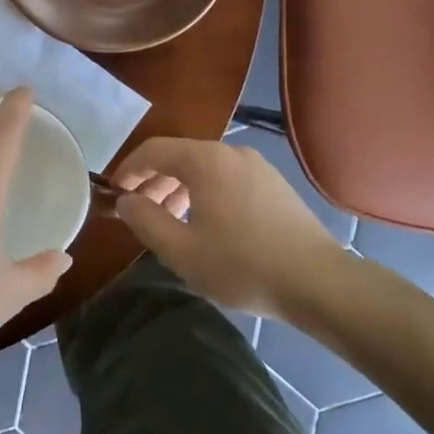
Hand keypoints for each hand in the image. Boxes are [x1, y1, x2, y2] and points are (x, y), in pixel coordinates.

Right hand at [112, 137, 344, 317]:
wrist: (319, 283)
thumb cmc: (242, 265)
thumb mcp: (181, 250)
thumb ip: (145, 220)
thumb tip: (126, 201)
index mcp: (205, 160)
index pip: (153, 150)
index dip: (128, 169)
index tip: (114, 192)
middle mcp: (231, 152)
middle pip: (180, 157)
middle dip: (154, 181)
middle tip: (140, 213)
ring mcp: (258, 167)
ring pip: (205, 169)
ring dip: (180, 189)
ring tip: (171, 222)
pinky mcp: (276, 185)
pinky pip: (228, 179)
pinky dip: (207, 193)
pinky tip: (208, 225)